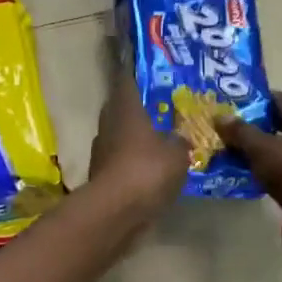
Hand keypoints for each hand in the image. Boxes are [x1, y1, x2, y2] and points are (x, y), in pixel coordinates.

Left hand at [89, 80, 188, 212]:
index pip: (127, 81)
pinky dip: (133, 162)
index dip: (135, 74)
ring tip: (160, 140)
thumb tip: (179, 137)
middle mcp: (108, 125)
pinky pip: (121, 161)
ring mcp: (102, 151)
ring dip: (136, 138)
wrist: (116, 211)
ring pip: (120, 136)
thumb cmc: (147, 169)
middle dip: (139, 109)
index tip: (147, 71)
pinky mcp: (102, 176)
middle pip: (121, 109)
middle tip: (161, 109)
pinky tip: (151, 169)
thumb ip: (180, 140)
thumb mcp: (177, 153)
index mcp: (125, 109)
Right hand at [218, 91, 281, 214]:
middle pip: (281, 121)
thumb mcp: (261, 148)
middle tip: (229, 128)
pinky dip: (268, 167)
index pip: (280, 97)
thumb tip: (220, 116)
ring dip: (260, 148)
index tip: (234, 104)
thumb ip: (240, 131)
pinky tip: (248, 172)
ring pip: (281, 146)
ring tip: (232, 151)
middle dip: (255, 124)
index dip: (257, 98)